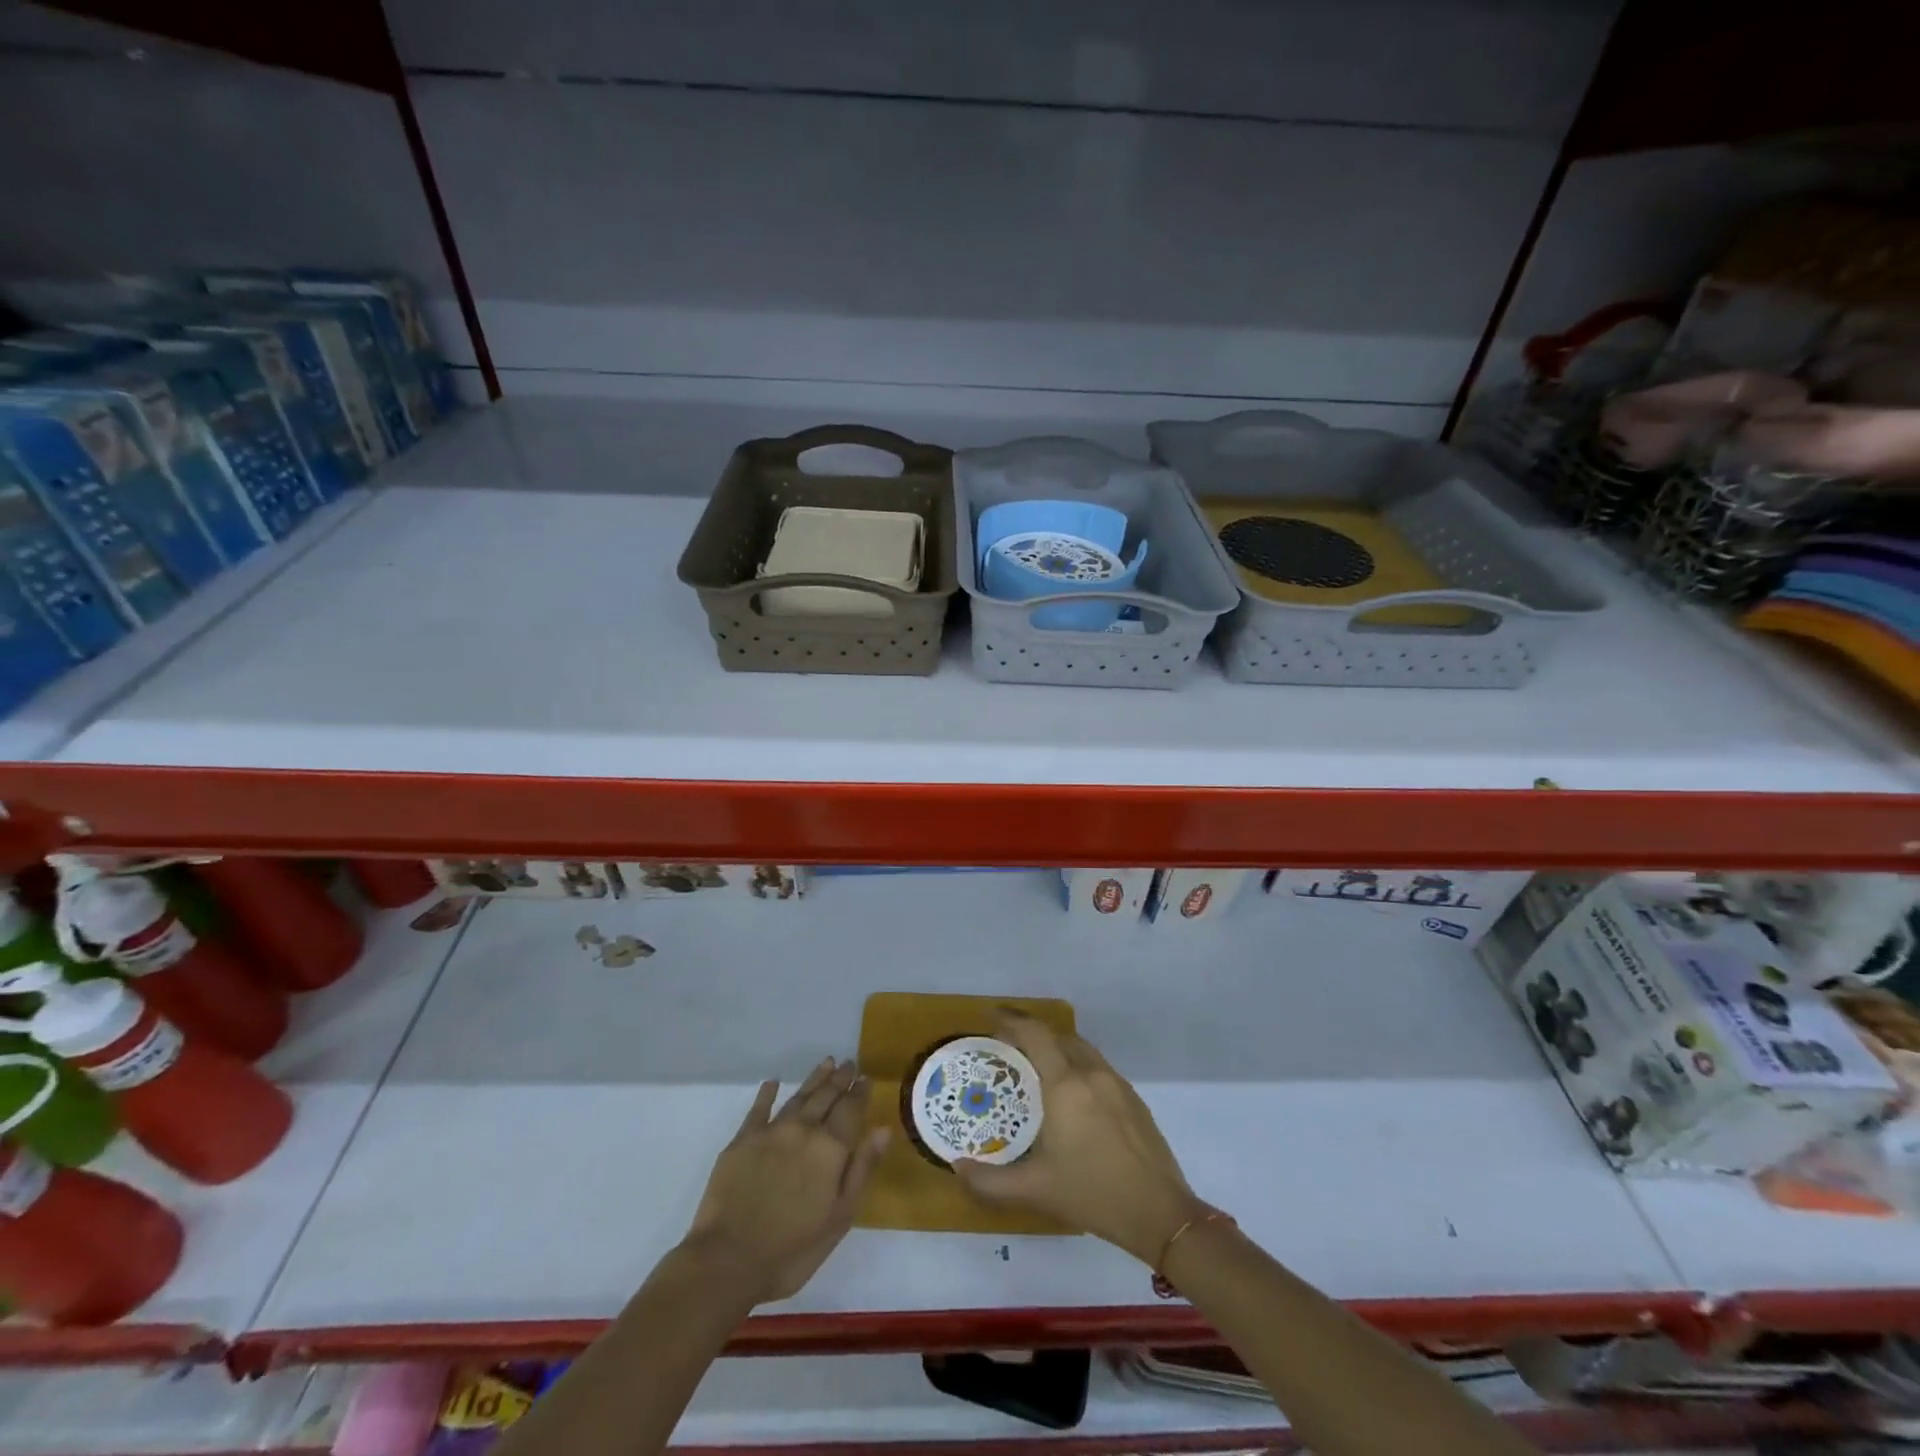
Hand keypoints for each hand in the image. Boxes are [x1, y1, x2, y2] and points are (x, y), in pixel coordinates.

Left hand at [684, 1059, 888, 1303]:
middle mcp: (804, 1130)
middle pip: (826, 1096)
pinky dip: (767, 1093)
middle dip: (840, 1079)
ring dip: (814, 1079)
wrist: (727, 1261)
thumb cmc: (792, 1250)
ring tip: (826, 1063)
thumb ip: (862, 1169)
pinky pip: (759, 1109)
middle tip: (849, 1063)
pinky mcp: (742, 1140)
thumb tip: (882, 1129)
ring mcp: (771, 1132)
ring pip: (799, 1097)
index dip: (860, 1092)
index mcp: (831, 1148)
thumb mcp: (839, 1217)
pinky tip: (773, 1082)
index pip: (851, 1110)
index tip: (866, 1077)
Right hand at [953, 1012, 1207, 1265]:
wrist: (1160, 1213)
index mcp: (1065, 1085)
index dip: (1012, 1020)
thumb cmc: (1092, 1193)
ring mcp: (1117, 1084)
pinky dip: (1078, 1065)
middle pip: (1059, 1037)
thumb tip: (958, 1168)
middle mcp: (1091, 1073)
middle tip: (1010, 1046)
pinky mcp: (1134, 1099)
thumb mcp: (1035, 1190)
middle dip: (1033, 1034)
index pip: (1035, 1035)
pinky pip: (1098, 1067)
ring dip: (1058, 1048)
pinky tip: (1072, 1095)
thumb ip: (990, 1181)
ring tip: (1039, 1067)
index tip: (993, 1017)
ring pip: (1082, 1050)